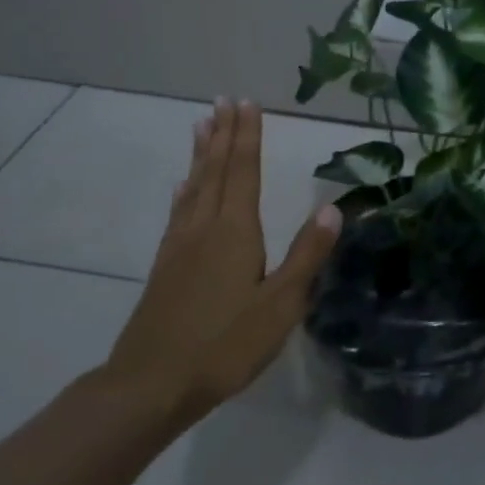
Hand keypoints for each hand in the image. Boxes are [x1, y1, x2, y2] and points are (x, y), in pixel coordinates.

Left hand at [98, 100, 341, 434]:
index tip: (247, 103)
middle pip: (217, 171)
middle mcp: (205, 227)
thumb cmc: (225, 345)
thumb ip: (307, 255)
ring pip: (194, 186)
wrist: (151, 384)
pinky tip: (182, 185)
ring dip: (201, 154)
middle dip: (224, 134)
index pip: (244, 172)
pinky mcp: (164, 265)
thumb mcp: (280, 305)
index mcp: (235, 232)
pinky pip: (178, 212)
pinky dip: (184, 190)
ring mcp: (180, 245)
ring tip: (202, 125)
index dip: (248, 136)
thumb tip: (333, 208)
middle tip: (225, 100)